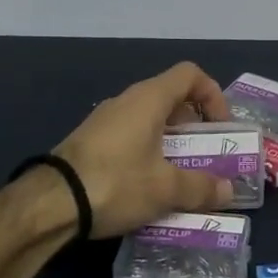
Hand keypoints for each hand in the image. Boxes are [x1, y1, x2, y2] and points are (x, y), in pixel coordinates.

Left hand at [54, 62, 237, 236]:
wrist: (49, 203)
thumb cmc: (116, 183)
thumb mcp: (166, 189)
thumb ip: (201, 188)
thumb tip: (228, 191)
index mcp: (149, 99)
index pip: (190, 75)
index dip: (212, 95)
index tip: (220, 127)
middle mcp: (127, 101)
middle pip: (171, 97)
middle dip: (194, 125)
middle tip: (204, 154)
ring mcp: (104, 120)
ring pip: (149, 119)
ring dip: (170, 141)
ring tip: (179, 174)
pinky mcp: (89, 141)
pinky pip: (129, 136)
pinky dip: (147, 151)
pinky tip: (147, 184)